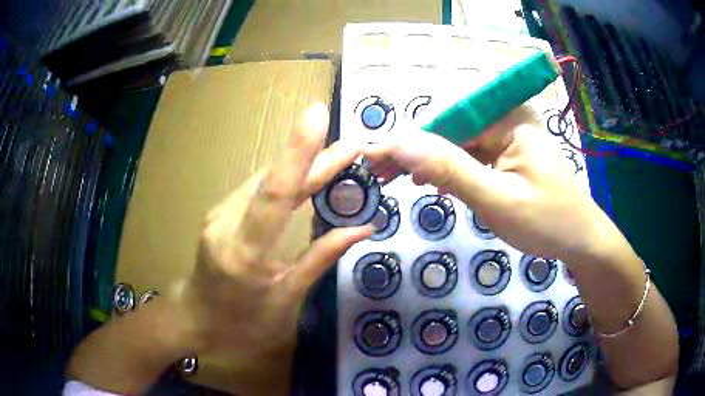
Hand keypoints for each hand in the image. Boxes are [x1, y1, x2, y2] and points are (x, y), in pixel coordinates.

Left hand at [173, 103, 371, 394]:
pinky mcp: (218, 211)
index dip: (298, 152)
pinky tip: (306, 175)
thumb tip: (362, 228)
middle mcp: (226, 223)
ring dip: (301, 166)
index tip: (318, 116)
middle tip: (352, 144)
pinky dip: (284, 179)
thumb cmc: (243, 322)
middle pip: (274, 180)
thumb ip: (322, 258)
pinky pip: (256, 190)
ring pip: (264, 180)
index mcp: (246, 253)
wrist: (196, 318)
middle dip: (314, 158)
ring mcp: (218, 213)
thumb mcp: (287, 298)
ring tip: (338, 156)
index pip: (275, 193)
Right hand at [365, 105, 611, 260]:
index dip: (407, 139)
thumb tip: (399, 142)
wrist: (580, 240)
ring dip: (427, 161)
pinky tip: (431, 182)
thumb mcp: (497, 200)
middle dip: (414, 151)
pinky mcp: (507, 152)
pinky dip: (448, 169)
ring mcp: (507, 134)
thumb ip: (450, 169)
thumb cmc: (547, 222)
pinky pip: (470, 154)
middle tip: (378, 174)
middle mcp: (506, 116)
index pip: (445, 119)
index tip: (371, 159)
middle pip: (449, 128)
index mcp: (508, 117)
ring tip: (396, 180)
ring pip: (456, 142)